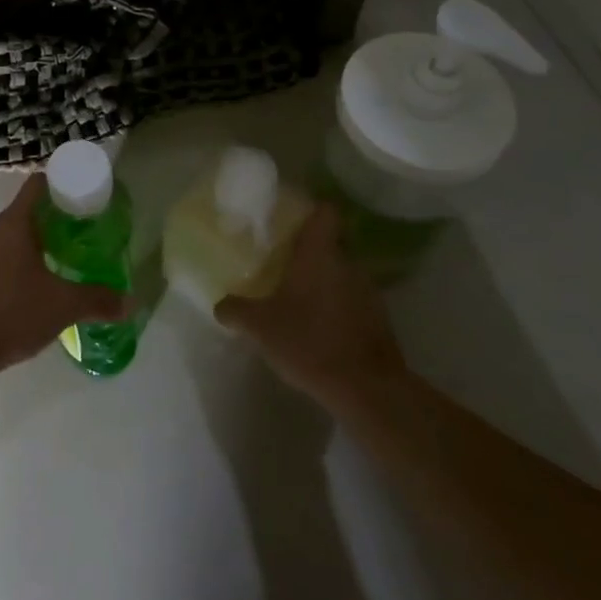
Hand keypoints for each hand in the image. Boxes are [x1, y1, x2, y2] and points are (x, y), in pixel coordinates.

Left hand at [0, 173, 130, 382]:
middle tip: (77, 240)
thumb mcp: (62, 307)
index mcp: (12, 224)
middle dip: (50, 224)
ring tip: (55, 270)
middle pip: (23, 214)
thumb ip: (97, 301)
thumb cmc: (9, 314)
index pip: (37, 186)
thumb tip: (131, 303)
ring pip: (7, 240)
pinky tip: (25, 296)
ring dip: (30, 249)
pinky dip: (11, 269)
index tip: (82, 198)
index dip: (60, 185)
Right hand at [215, 204, 405, 408]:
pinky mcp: (380, 320)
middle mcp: (348, 263)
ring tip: (299, 299)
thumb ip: (236, 310)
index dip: (310, 209)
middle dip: (309, 252)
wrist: (368, 389)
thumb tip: (220, 303)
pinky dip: (337, 307)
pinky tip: (319, 328)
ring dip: (324, 282)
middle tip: (282, 263)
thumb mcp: (260, 327)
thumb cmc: (310, 342)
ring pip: (342, 273)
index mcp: (320, 253)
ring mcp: (369, 291)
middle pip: (330, 243)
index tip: (290, 218)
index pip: (325, 211)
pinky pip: (353, 301)